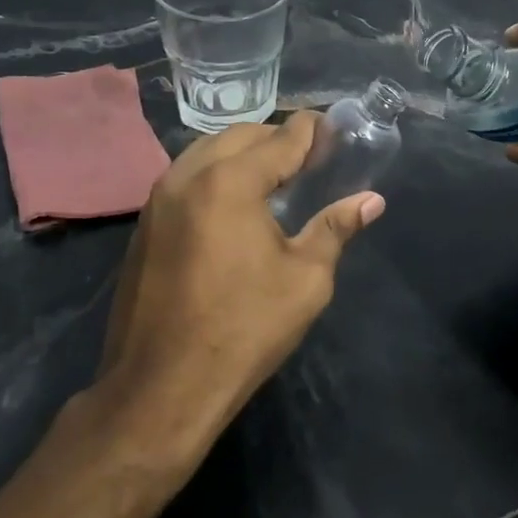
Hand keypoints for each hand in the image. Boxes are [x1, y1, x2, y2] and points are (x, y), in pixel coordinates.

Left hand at [93, 114, 383, 463]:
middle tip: (310, 156)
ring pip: (207, 151)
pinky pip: (187, 177)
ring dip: (244, 152)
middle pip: (240, 135)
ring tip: (276, 175)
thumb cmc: (244, 330)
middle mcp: (188, 176)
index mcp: (230, 182)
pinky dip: (216, 173)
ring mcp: (158, 198)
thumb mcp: (305, 279)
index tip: (334, 130)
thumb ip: (335, 228)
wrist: (161, 387)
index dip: (311, 131)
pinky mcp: (145, 224)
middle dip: (277, 137)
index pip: (281, 138)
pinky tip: (236, 203)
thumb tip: (371, 200)